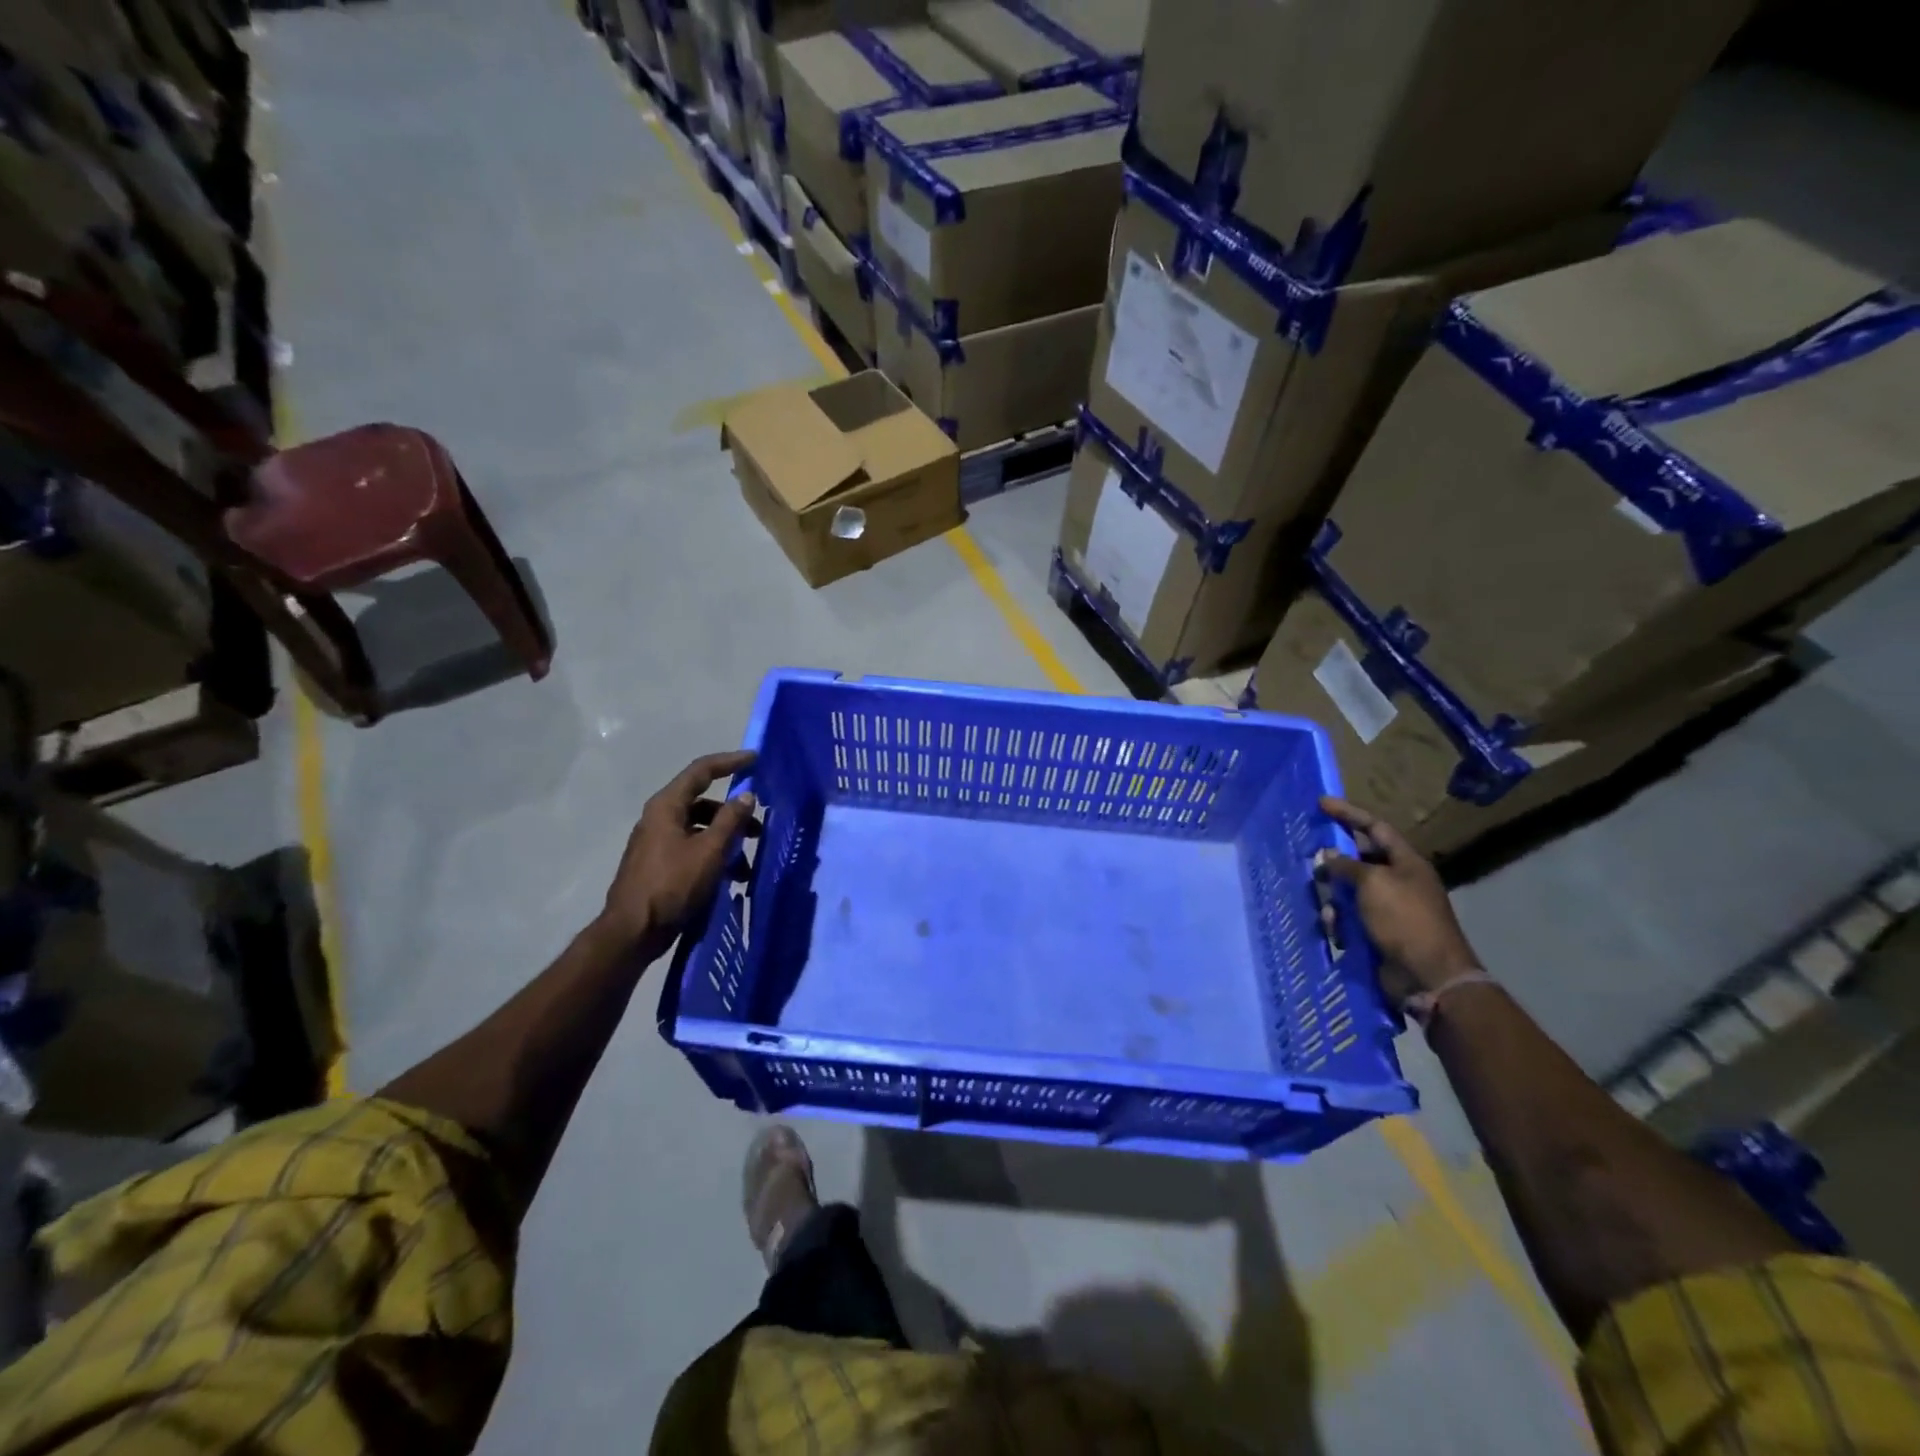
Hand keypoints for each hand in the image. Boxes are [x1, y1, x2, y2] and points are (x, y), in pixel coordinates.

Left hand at [600, 751, 759, 951]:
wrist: (632, 932)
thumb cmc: (672, 885)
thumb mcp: (709, 851)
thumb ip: (730, 820)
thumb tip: (747, 795)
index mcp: (666, 806)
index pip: (701, 771)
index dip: (730, 762)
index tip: (756, 760)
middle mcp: (659, 818)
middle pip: (703, 802)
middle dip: (734, 813)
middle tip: (759, 826)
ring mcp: (656, 842)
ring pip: (700, 828)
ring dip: (726, 840)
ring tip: (747, 865)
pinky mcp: (658, 864)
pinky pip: (692, 848)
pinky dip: (713, 856)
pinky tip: (729, 878)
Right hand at [1317, 796, 1482, 1006]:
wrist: (1429, 975)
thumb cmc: (1405, 919)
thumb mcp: (1373, 883)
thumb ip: (1347, 865)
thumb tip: (1327, 856)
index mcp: (1406, 862)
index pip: (1374, 827)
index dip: (1348, 814)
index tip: (1321, 803)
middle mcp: (1398, 881)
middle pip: (1359, 860)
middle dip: (1334, 862)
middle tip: (1311, 862)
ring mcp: (1388, 908)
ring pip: (1349, 891)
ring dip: (1334, 898)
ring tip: (1328, 909)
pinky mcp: (1378, 932)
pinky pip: (1350, 917)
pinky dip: (1339, 921)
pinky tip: (1335, 930)